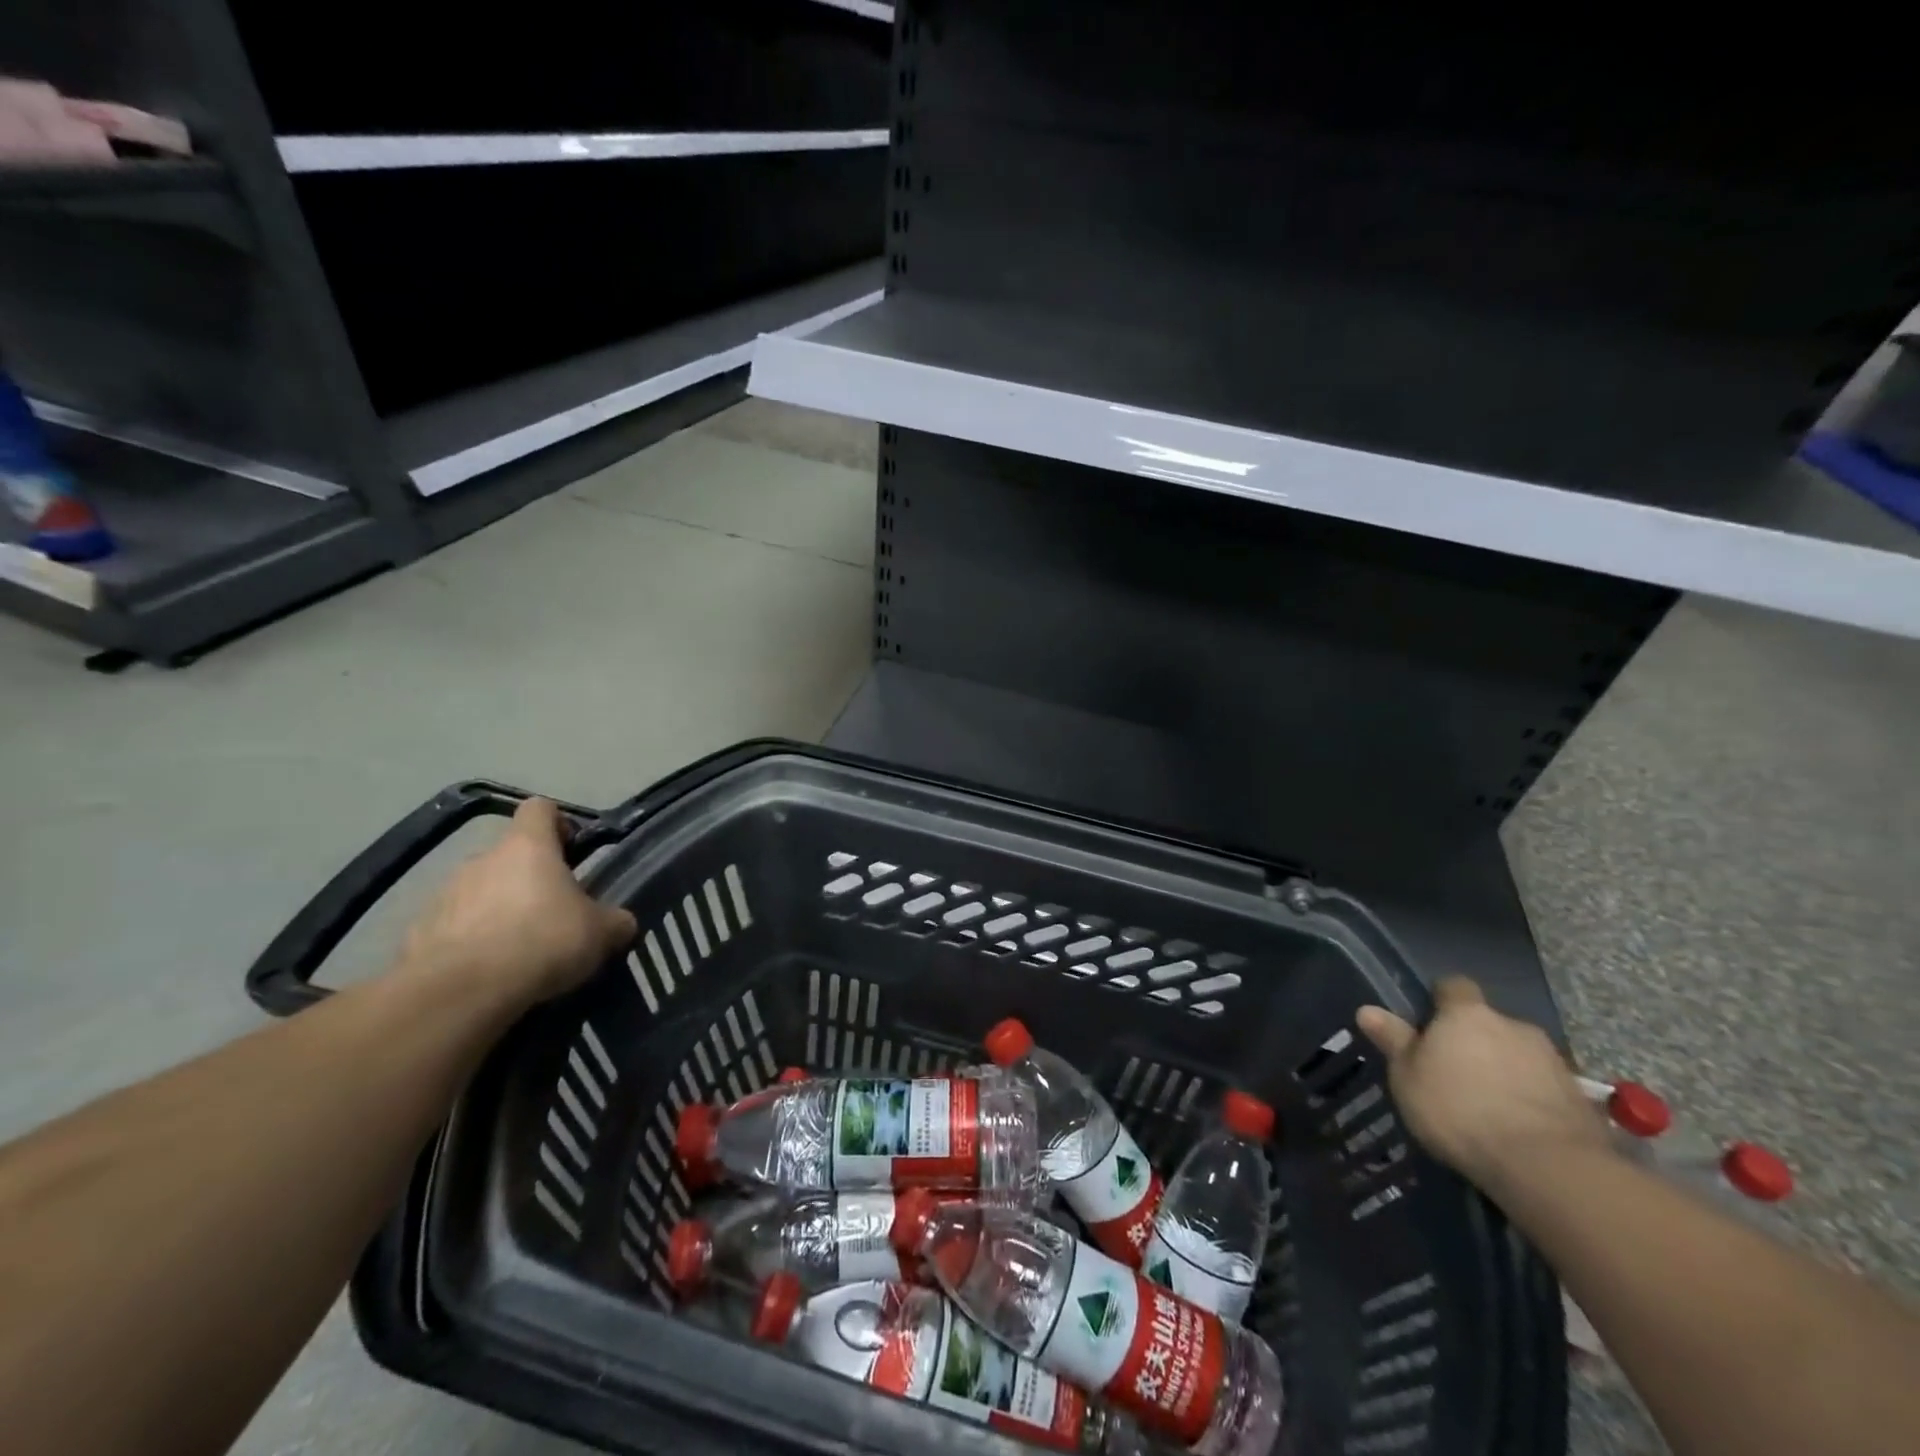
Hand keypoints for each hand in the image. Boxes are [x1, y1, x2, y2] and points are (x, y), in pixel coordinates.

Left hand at [396, 798, 636, 1007]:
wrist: (460, 992)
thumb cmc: (542, 941)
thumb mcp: (601, 932)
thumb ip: (614, 920)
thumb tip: (620, 922)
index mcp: (528, 846)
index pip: (540, 808)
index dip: (558, 824)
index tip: (573, 851)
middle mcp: (482, 858)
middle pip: (510, 855)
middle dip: (530, 878)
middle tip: (552, 913)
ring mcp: (445, 893)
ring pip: (481, 891)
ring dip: (499, 910)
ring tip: (518, 949)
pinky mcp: (419, 931)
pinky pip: (454, 927)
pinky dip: (471, 941)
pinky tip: (486, 971)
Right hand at [1357, 977, 1607, 1192]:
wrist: (1548, 1166)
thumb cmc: (1460, 1109)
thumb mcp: (1408, 1076)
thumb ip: (1393, 1040)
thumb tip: (1367, 1009)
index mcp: (1468, 1014)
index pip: (1454, 986)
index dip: (1441, 1000)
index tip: (1429, 1022)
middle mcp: (1513, 1025)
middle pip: (1490, 1023)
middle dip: (1476, 1041)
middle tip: (1456, 1072)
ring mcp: (1553, 1061)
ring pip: (1520, 1055)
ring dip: (1506, 1070)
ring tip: (1490, 1106)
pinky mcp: (1580, 1099)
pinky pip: (1546, 1088)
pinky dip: (1532, 1099)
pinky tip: (1520, 1127)